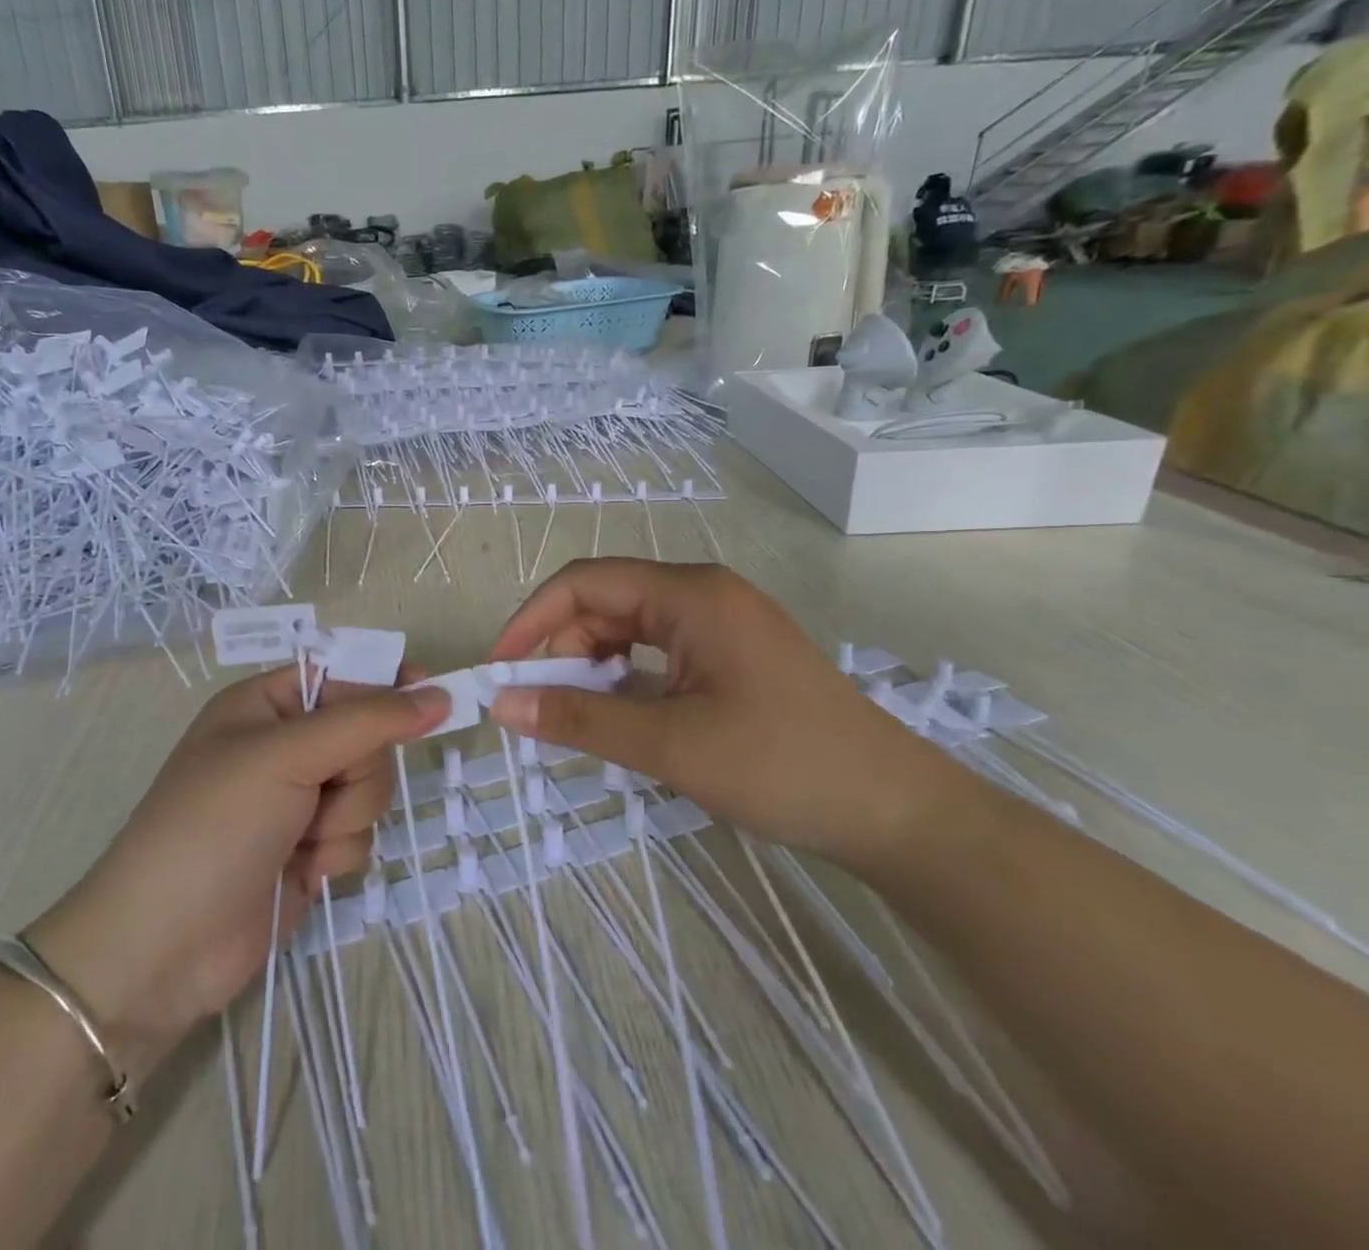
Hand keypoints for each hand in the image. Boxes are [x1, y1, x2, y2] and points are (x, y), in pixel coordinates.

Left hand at [26, 666, 445, 1081]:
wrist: (163, 949)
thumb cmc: (215, 826)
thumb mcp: (287, 756)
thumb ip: (367, 721)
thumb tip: (438, 694)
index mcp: (264, 704)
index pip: (342, 674)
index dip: (386, 683)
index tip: (433, 695)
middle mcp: (283, 746)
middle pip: (365, 737)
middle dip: (356, 771)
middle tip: (322, 792)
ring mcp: (296, 801)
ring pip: (368, 789)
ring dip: (345, 817)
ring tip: (302, 840)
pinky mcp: (308, 850)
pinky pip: (357, 833)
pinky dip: (336, 852)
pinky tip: (301, 871)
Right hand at [485, 559, 952, 866]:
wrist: (896, 813)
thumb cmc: (781, 765)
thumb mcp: (670, 745)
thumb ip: (580, 721)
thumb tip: (501, 705)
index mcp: (690, 594)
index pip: (585, 583)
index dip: (532, 620)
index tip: (500, 670)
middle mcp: (703, 595)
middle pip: (605, 603)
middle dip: (561, 648)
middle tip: (538, 706)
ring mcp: (720, 624)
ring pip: (629, 629)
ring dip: (592, 666)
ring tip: (577, 717)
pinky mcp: (731, 655)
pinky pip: (657, 652)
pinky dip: (625, 679)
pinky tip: (620, 716)